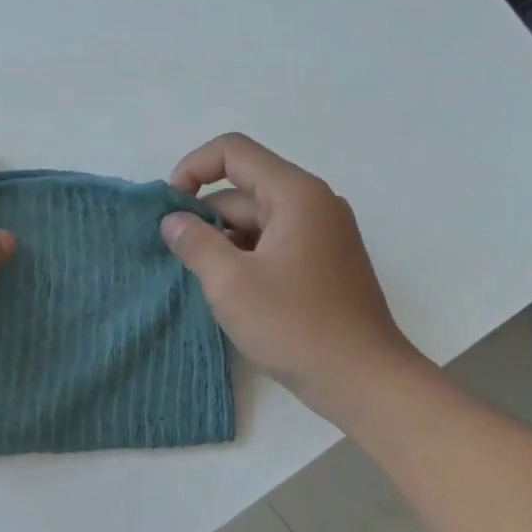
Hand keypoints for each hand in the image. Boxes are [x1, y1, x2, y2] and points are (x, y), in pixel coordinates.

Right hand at [163, 133, 421, 419]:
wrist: (361, 378)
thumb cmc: (294, 325)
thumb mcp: (230, 283)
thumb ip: (195, 243)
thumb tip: (173, 220)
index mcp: (295, 194)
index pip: (233, 152)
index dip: (192, 169)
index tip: (169, 210)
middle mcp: (313, 204)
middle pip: (244, 189)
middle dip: (205, 216)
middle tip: (178, 257)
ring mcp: (322, 235)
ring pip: (257, 221)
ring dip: (223, 242)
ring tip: (202, 280)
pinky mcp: (323, 265)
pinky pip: (274, 245)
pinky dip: (245, 258)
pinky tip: (230, 293)